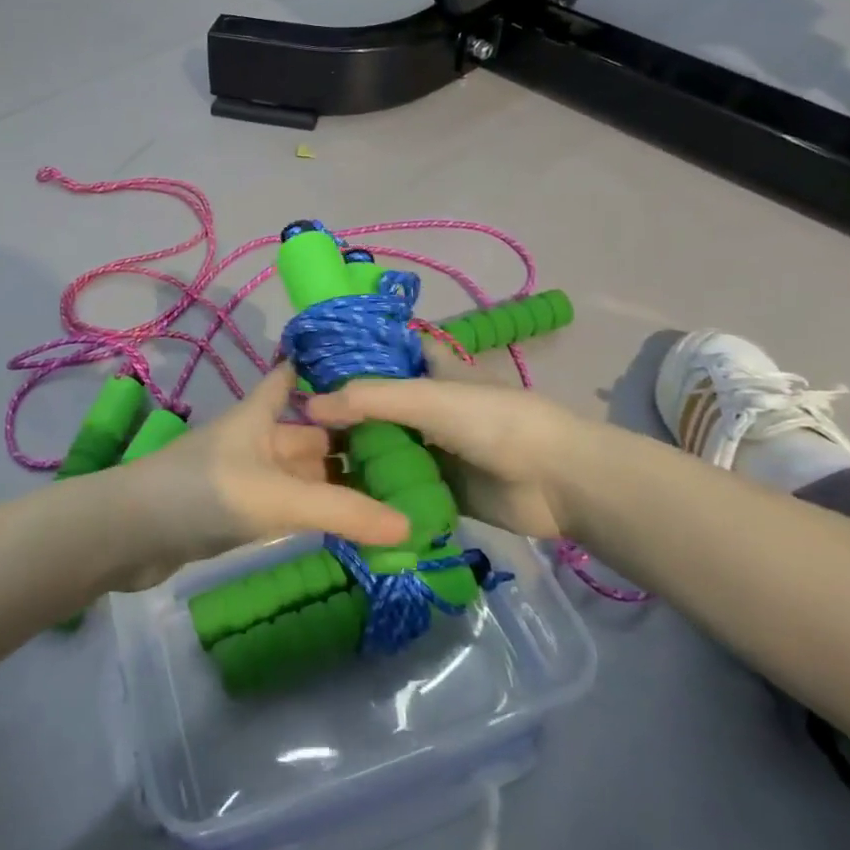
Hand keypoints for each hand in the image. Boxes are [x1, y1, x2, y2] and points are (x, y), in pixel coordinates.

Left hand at [106, 363, 410, 589]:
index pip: (293, 377)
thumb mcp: (279, 497)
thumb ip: (343, 512)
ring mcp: (246, 477)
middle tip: (411, 453)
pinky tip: (348, 522)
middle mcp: (256, 439)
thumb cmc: (205, 493)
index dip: (325, 369)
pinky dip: (315, 511)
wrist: (129, 535)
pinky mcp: (237, 513)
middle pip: (309, 432)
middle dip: (351, 441)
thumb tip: (412, 524)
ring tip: (394, 491)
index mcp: (261, 415)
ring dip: (336, 482)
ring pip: (301, 473)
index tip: (373, 373)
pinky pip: (287, 505)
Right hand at [306, 348, 577, 539]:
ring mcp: (434, 449)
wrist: (556, 482)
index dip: (351, 357)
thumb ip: (370, 399)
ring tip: (304, 464)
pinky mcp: (440, 489)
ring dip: (355, 456)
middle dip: (343, 415)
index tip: (306, 369)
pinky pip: (399, 488)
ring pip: (385, 448)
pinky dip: (375, 491)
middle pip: (378, 406)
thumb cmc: (493, 423)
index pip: (385, 354)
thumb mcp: (428, 399)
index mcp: (430, 372)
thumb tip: (308, 404)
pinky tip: (337, 496)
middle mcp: (428, 407)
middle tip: (293, 428)